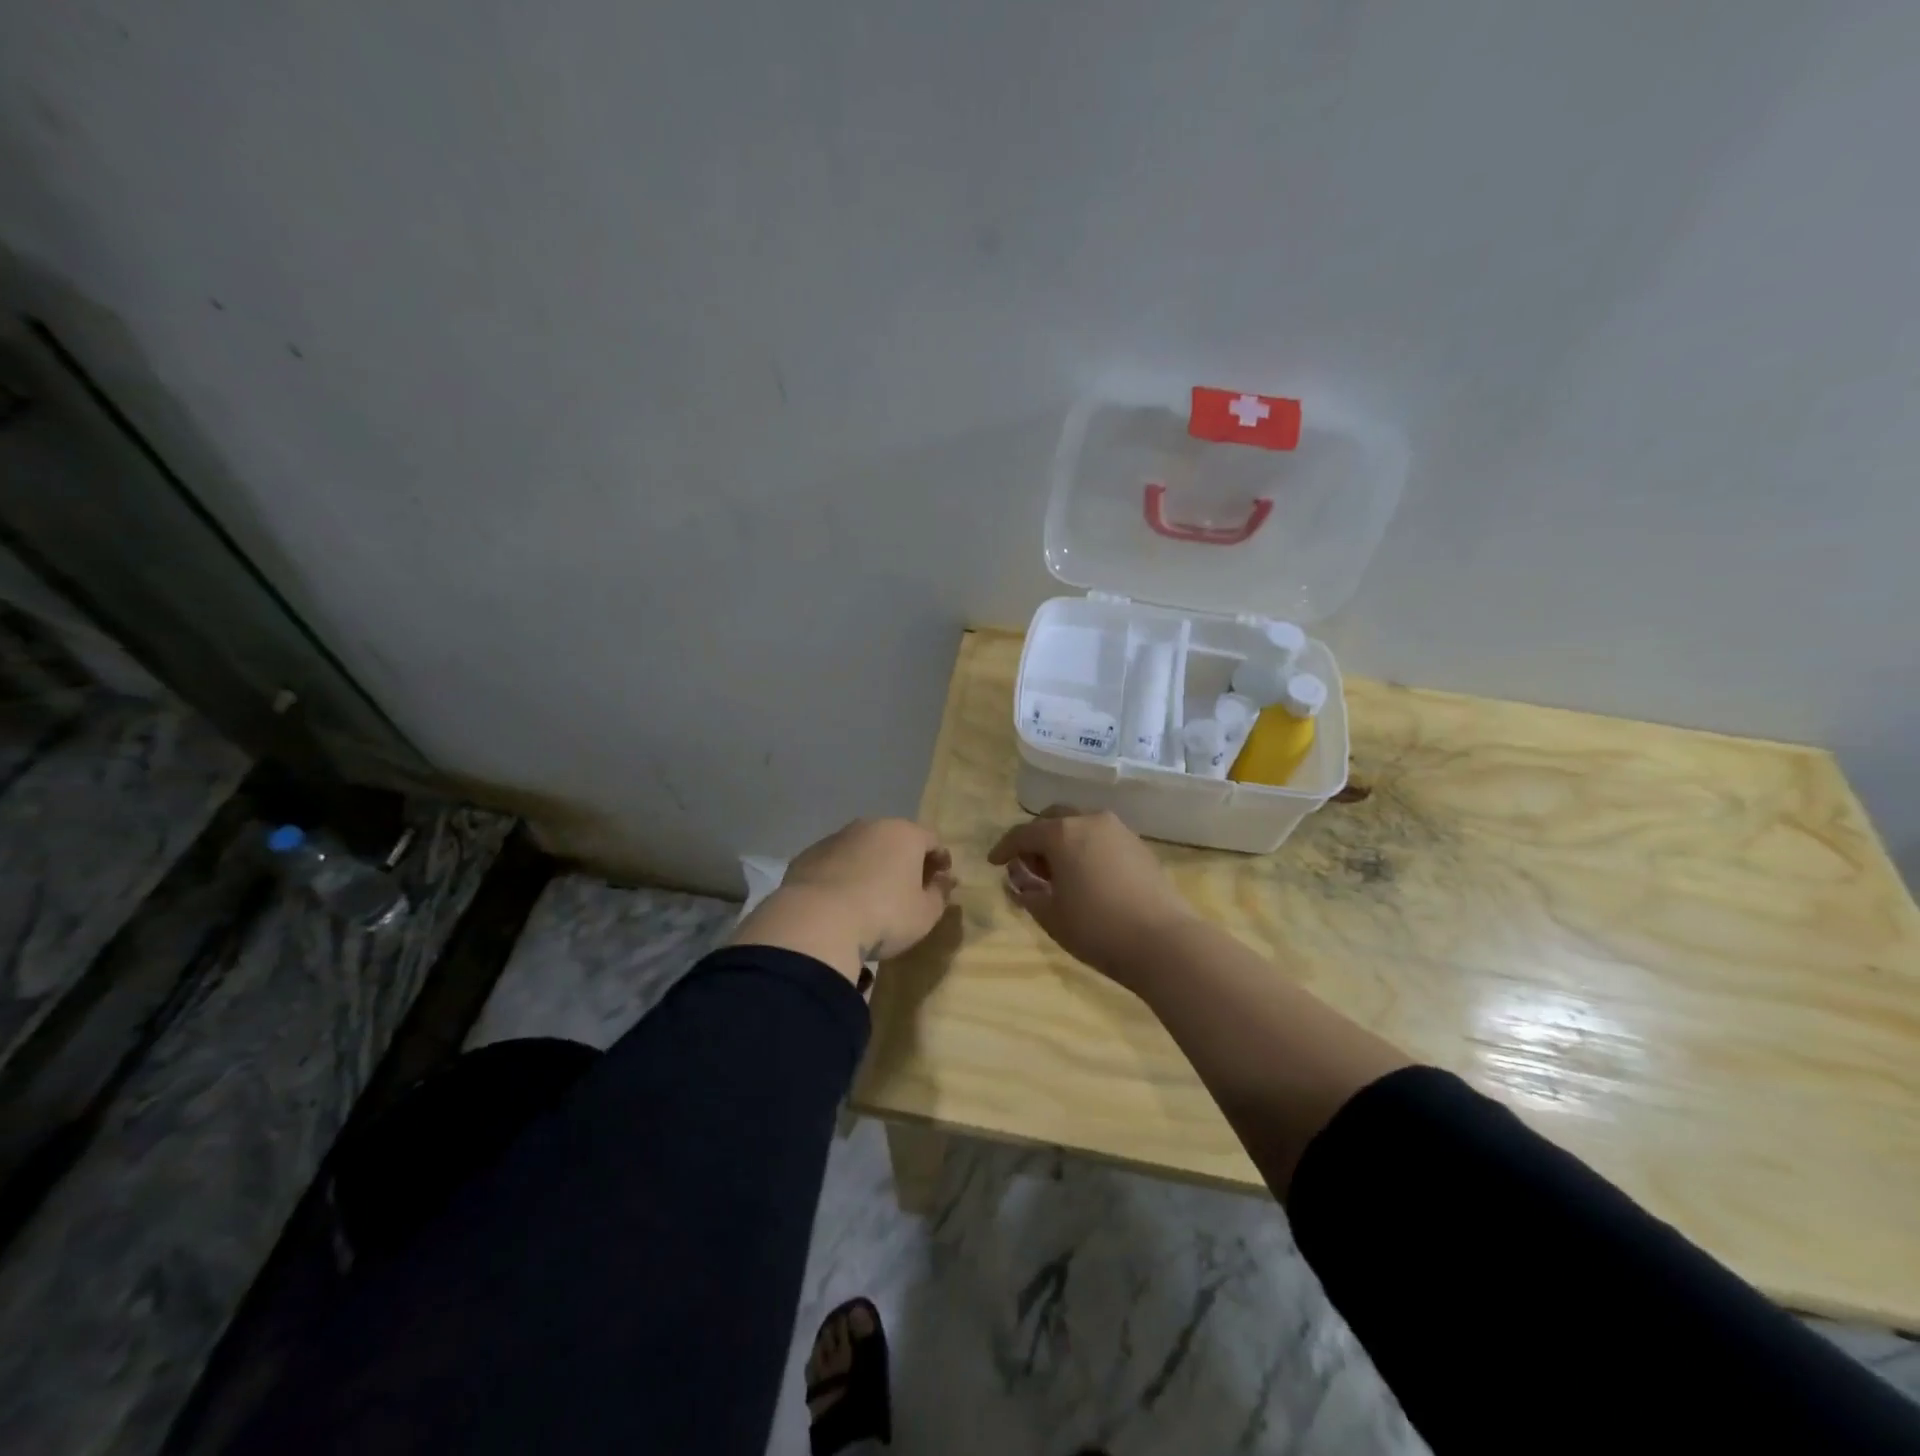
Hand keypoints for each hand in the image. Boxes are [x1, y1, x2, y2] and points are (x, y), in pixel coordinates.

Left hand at [730, 819, 957, 984]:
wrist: (817, 922)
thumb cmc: (884, 916)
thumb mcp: (925, 914)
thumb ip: (940, 893)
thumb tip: (943, 879)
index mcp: (905, 834)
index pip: (932, 840)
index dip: (940, 859)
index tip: (942, 879)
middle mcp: (871, 826)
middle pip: (896, 839)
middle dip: (904, 859)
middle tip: (908, 886)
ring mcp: (836, 838)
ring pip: (862, 848)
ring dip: (871, 865)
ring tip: (871, 894)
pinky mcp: (808, 855)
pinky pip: (835, 862)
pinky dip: (842, 874)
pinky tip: (840, 900)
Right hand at [987, 808, 1195, 984]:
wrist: (1163, 941)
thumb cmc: (1096, 928)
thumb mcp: (1050, 915)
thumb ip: (1028, 892)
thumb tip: (1019, 881)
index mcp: (1062, 833)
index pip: (1023, 833)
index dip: (1004, 848)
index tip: (993, 862)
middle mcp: (1089, 820)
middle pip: (1054, 818)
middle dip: (1036, 837)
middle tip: (1029, 865)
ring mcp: (1119, 830)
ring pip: (1080, 825)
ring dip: (1063, 841)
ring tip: (1059, 873)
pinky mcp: (1139, 846)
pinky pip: (1102, 838)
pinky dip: (1086, 849)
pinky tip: (1087, 876)